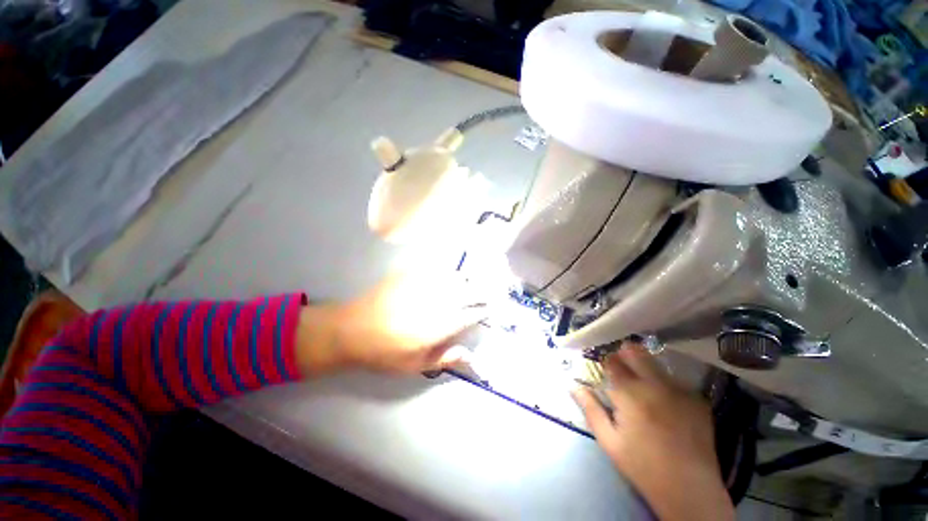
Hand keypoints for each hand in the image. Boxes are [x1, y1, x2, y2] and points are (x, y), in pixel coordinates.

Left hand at [296, 270, 486, 374]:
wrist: (352, 328)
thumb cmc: (385, 352)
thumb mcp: (415, 365)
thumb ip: (445, 358)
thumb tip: (469, 355)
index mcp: (442, 324)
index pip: (472, 313)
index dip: (484, 310)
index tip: (490, 309)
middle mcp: (438, 300)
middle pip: (470, 290)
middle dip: (482, 292)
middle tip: (487, 293)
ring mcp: (425, 284)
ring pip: (456, 277)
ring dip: (466, 282)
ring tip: (467, 286)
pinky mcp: (412, 274)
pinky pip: (437, 269)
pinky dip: (447, 273)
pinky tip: (446, 277)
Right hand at [572, 344, 733, 520]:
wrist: (690, 490)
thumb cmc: (643, 466)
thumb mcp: (609, 441)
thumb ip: (590, 409)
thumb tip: (573, 385)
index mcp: (631, 394)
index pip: (612, 361)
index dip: (605, 361)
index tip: (603, 368)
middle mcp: (656, 385)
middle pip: (636, 353)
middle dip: (624, 355)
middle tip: (621, 370)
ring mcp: (680, 391)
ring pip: (656, 364)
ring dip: (645, 368)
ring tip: (642, 386)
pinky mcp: (698, 400)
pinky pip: (675, 381)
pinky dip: (665, 384)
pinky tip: (665, 403)